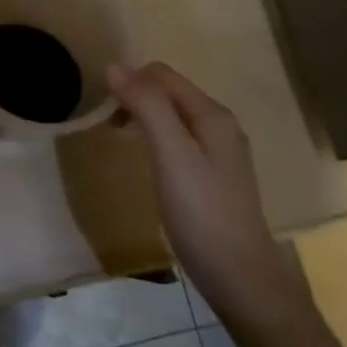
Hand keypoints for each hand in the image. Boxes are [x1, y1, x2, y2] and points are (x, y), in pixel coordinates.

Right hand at [108, 61, 305, 317]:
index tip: (104, 109)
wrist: (242, 280)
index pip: (161, 74)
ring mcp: (219, 151)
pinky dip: (155, 138)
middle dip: (135, 97)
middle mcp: (219, 124)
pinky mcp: (213, 175)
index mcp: (212, 114)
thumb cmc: (203, 214)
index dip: (129, 81)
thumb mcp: (171, 155)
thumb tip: (114, 65)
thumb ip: (147, 107)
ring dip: (142, 117)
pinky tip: (146, 161)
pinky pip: (178, 139)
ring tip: (119, 139)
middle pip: (168, 91)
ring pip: (172, 115)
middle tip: (108, 125)